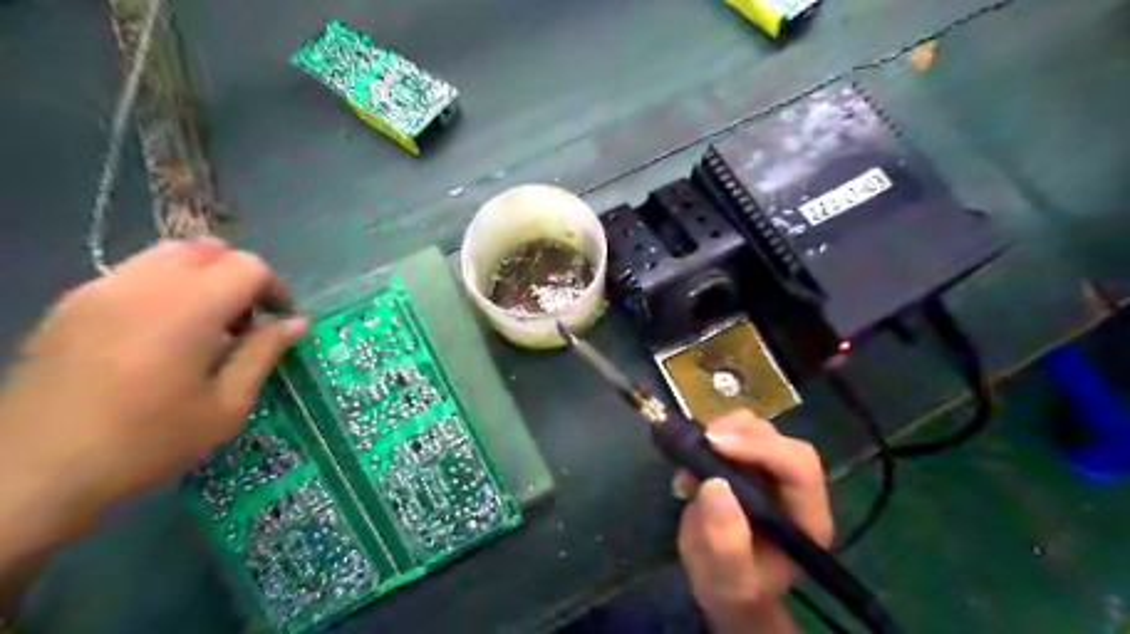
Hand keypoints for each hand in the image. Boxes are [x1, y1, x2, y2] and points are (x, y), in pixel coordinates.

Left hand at [0, 240, 306, 541]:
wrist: (33, 471)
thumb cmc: (148, 441)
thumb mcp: (226, 405)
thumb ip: (264, 354)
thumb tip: (296, 323)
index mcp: (189, 308)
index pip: (247, 266)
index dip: (274, 290)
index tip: (279, 323)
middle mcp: (144, 285)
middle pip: (209, 250)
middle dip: (238, 277)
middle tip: (244, 322)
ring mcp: (101, 289)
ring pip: (168, 254)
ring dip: (201, 277)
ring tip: (204, 324)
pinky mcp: (71, 304)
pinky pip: (133, 274)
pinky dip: (163, 287)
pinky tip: (159, 334)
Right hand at [674, 412, 831, 633]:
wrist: (721, 584)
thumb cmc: (731, 587)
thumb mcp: (726, 578)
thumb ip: (725, 541)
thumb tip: (715, 485)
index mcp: (806, 517)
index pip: (799, 467)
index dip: (762, 448)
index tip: (716, 445)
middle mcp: (794, 488)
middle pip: (779, 440)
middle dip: (739, 434)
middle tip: (702, 442)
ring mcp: (770, 472)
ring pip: (756, 429)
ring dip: (723, 432)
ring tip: (692, 457)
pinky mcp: (746, 463)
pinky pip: (733, 434)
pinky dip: (709, 438)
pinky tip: (690, 461)